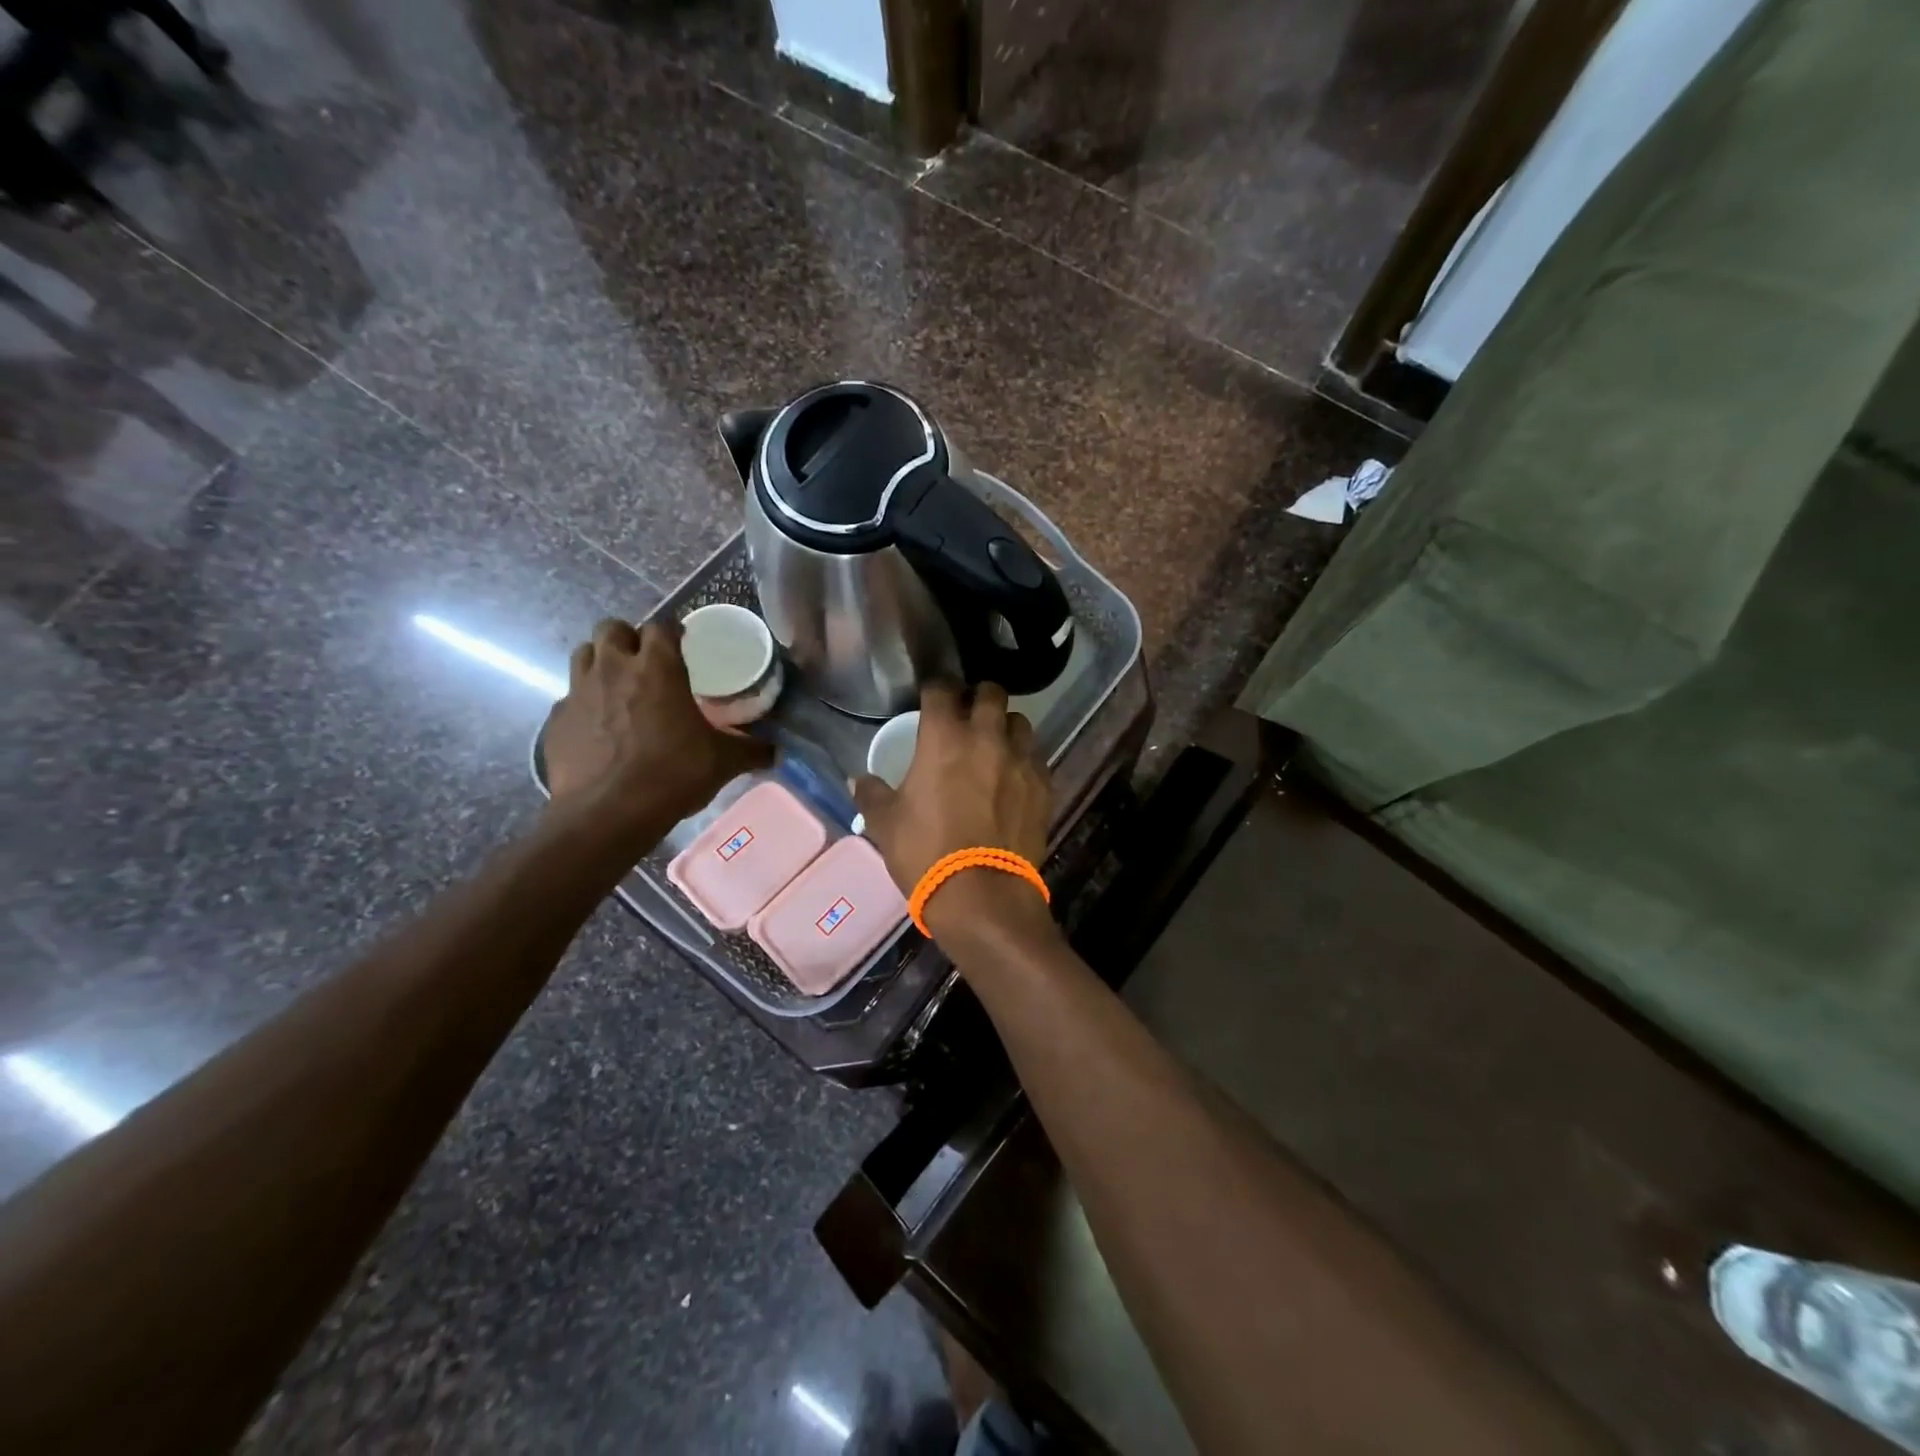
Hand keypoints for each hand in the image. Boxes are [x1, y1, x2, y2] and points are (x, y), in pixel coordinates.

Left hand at [543, 618, 772, 832]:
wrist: (607, 813)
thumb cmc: (672, 775)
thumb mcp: (722, 763)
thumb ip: (750, 750)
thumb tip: (776, 752)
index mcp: (657, 668)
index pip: (661, 627)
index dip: (672, 632)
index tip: (682, 645)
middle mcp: (613, 669)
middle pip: (612, 628)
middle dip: (628, 638)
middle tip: (645, 662)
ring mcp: (578, 692)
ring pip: (583, 655)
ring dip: (600, 662)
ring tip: (618, 687)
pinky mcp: (556, 721)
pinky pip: (569, 699)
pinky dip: (583, 705)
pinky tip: (598, 729)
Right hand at [851, 683, 1054, 941]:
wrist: (982, 895)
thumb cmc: (926, 852)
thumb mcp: (885, 824)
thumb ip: (871, 794)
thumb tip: (856, 779)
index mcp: (944, 737)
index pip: (942, 688)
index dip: (935, 688)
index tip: (931, 696)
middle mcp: (987, 737)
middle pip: (992, 692)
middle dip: (979, 697)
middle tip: (968, 714)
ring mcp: (1021, 760)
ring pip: (1020, 722)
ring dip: (1005, 726)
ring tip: (995, 744)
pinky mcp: (1044, 786)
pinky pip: (1036, 758)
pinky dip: (1024, 759)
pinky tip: (1014, 778)